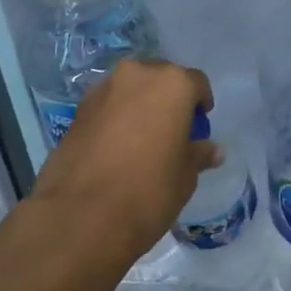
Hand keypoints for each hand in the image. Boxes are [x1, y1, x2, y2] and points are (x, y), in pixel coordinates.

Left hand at [29, 60, 220, 260]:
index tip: (199, 124)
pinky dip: (115, 117)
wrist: (81, 215)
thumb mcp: (185, 176)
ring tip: (141, 139)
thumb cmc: (149, 190)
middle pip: (160, 78)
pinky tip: (115, 148)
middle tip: (171, 130)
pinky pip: (107, 105)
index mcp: (172, 84)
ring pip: (130, 89)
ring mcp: (103, 89)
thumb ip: (198, 154)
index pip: (196, 82)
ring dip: (139, 105)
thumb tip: (213, 150)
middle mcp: (137, 75)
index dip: (200, 103)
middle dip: (168, 98)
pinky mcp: (78, 109)